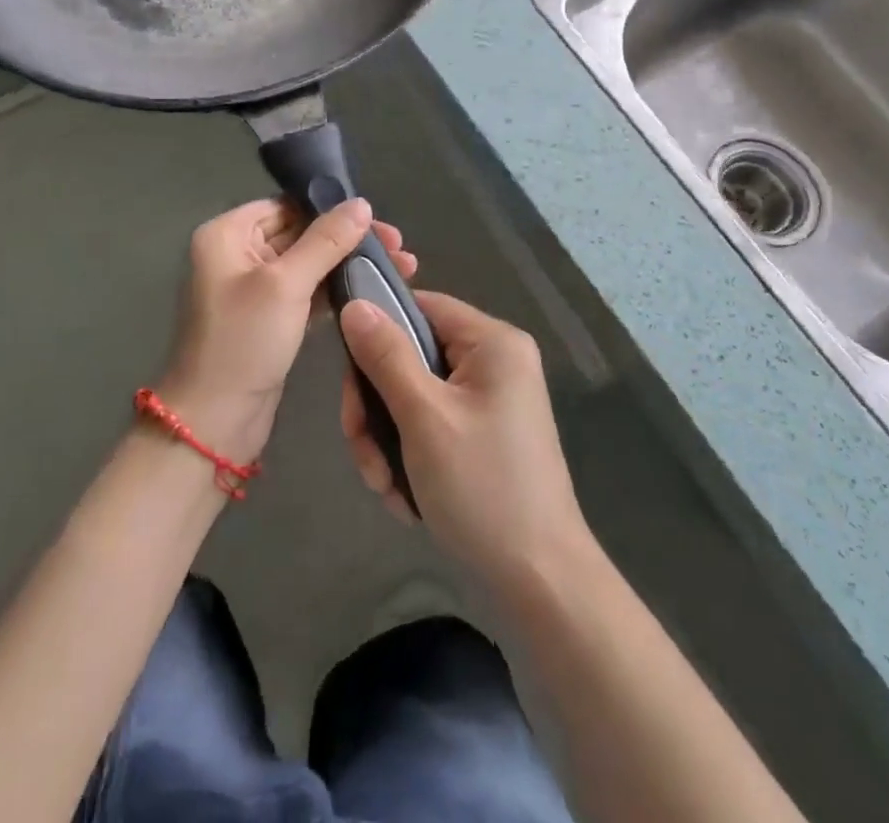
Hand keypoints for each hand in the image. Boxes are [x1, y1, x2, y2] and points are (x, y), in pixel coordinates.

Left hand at [159, 198, 416, 465]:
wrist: (214, 422)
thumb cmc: (243, 341)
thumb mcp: (286, 285)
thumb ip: (326, 241)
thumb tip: (361, 203)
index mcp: (227, 234)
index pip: (286, 205)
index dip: (329, 208)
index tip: (376, 218)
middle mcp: (236, 254)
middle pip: (300, 232)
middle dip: (347, 238)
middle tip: (398, 246)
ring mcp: (253, 289)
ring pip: (308, 264)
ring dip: (348, 263)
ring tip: (401, 266)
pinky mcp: (270, 319)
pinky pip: (307, 292)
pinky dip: (337, 289)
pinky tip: (374, 289)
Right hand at [339, 291, 589, 594]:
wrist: (540, 583)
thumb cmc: (482, 488)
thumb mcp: (424, 417)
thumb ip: (386, 356)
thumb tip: (355, 305)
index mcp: (493, 342)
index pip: (421, 305)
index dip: (378, 329)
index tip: (348, 372)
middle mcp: (494, 362)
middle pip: (411, 355)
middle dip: (377, 406)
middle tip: (364, 451)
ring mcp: (489, 401)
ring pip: (413, 396)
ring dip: (387, 439)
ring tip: (384, 485)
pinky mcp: (482, 435)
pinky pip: (430, 425)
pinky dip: (409, 456)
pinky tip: (405, 496)